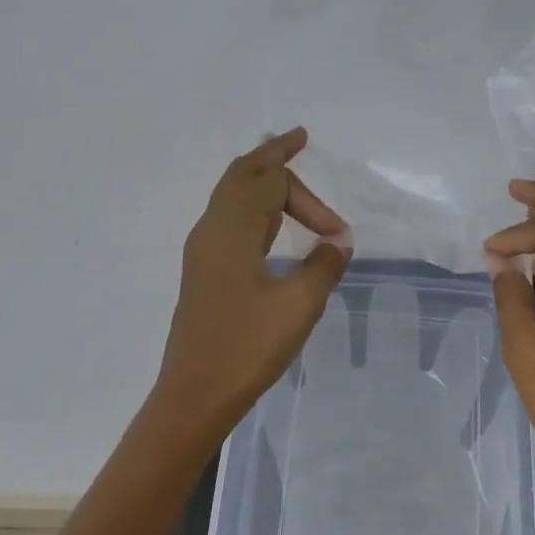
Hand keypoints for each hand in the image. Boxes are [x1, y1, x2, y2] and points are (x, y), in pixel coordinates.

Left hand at [153, 127, 351, 437]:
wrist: (195, 394)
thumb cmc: (247, 347)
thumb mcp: (298, 305)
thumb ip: (324, 266)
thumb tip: (338, 242)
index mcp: (230, 230)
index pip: (272, 185)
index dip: (312, 203)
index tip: (339, 237)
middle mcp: (211, 230)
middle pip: (241, 175)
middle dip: (271, 157)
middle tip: (296, 140)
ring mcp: (203, 252)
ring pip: (230, 197)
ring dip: (259, 181)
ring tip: (282, 169)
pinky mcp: (204, 273)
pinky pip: (229, 221)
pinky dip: (252, 207)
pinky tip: (268, 224)